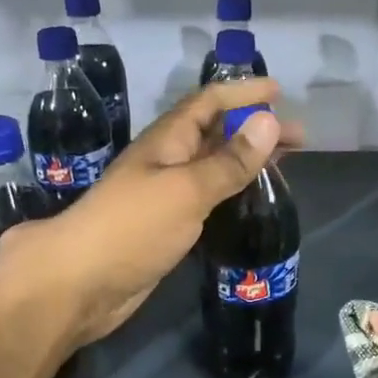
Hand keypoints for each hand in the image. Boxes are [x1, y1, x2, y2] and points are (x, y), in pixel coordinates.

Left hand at [0, 79, 303, 347]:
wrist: (78, 285)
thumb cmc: (132, 228)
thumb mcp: (186, 190)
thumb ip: (229, 161)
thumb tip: (270, 121)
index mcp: (167, 141)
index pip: (209, 102)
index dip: (243, 92)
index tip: (280, 92)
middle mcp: (166, 161)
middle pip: (215, 132)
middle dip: (254, 128)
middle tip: (299, 138)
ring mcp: (164, 195)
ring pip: (212, 166)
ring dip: (245, 160)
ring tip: (283, 164)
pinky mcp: (166, 227)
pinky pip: (206, 198)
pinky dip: (231, 192)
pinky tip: (250, 201)